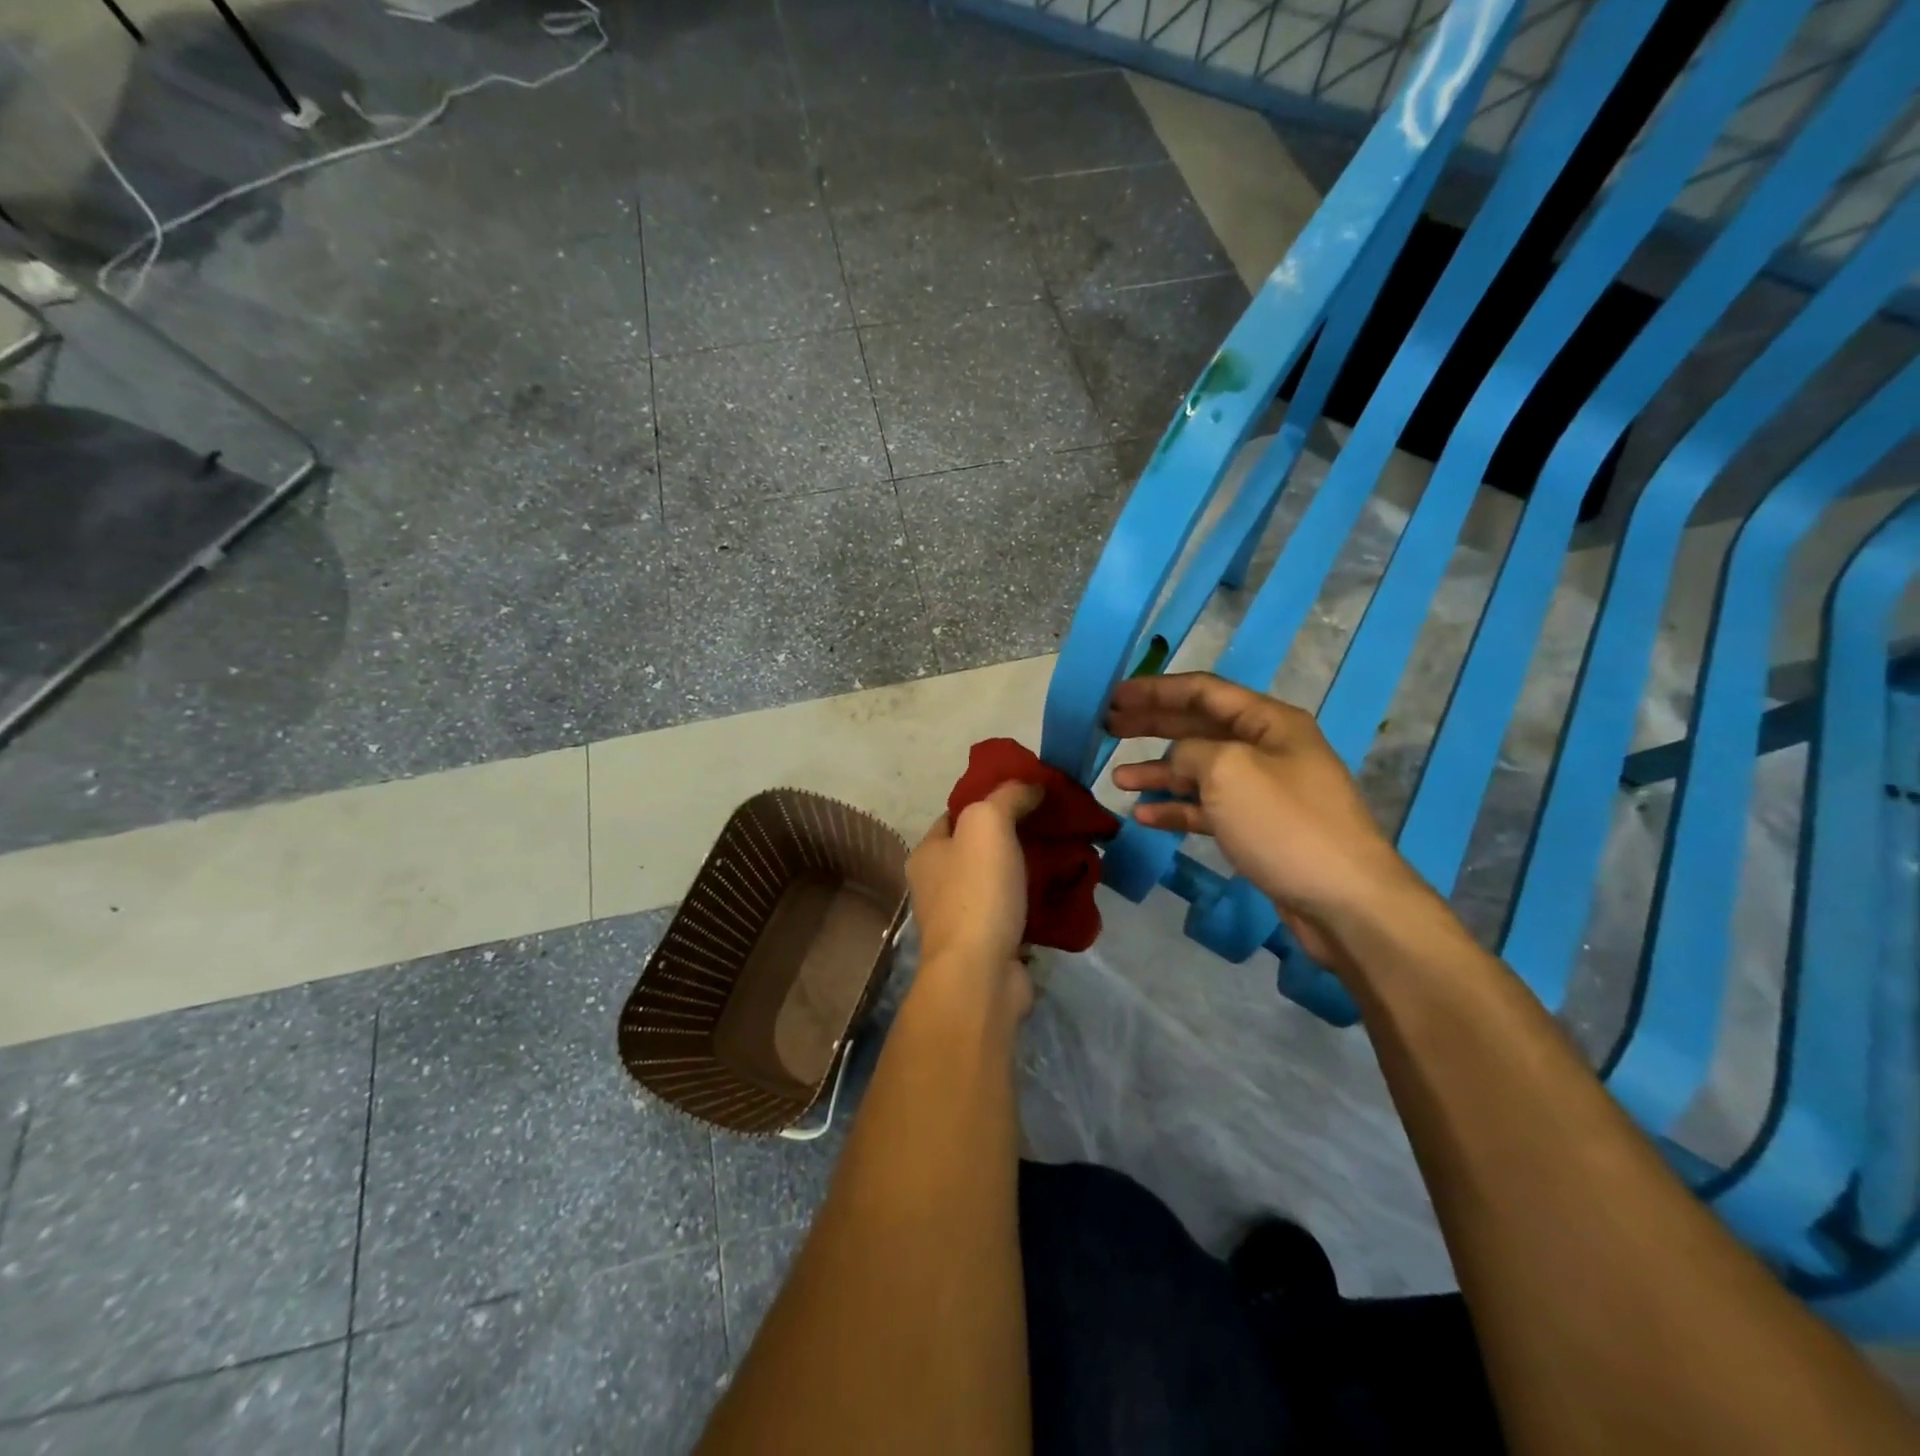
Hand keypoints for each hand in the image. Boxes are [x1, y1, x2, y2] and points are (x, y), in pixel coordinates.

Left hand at [906, 781, 1044, 1013]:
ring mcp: (962, 918)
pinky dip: (1035, 901)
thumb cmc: (977, 892)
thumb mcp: (988, 824)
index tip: (1027, 793)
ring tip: (1065, 854)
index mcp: (928, 853)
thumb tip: (1029, 785)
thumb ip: (1007, 796)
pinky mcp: (988, 945)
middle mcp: (938, 884)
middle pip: (980, 848)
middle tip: (1053, 824)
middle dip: (1015, 835)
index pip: (956, 814)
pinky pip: (1014, 912)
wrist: (980, 974)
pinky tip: (1061, 891)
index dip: (989, 799)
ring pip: (999, 881)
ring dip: (1028, 869)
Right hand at [1106, 673, 1434, 973]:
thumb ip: (1190, 752)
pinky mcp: (1257, 829)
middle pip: (1199, 727)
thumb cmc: (1285, 823)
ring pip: (1200, 770)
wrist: (1345, 900)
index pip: (1203, 691)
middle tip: (1109, 728)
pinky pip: (1208, 809)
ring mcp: (1262, 791)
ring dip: (1158, 772)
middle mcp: (1266, 748)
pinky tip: (1144, 816)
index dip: (1156, 690)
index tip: (1115, 696)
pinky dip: (1177, 809)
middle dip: (1153, 725)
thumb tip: (1177, 760)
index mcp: (1268, 721)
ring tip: (1118, 778)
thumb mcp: (1229, 771)